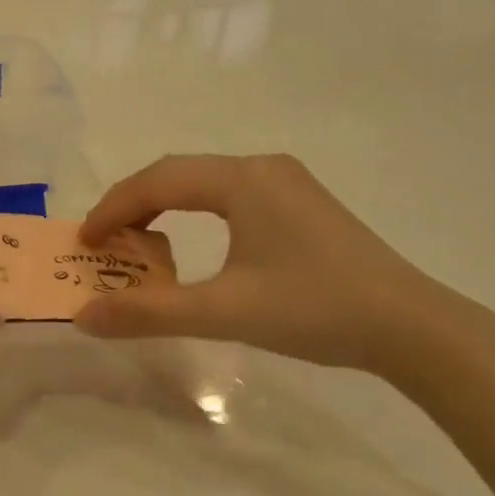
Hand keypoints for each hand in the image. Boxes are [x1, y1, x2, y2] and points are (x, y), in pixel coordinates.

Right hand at [73, 154, 450, 373]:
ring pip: (205, 184)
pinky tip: (195, 246)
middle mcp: (263, 168)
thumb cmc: (314, 309)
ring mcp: (287, 184)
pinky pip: (231, 197)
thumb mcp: (224, 312)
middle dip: (134, 205)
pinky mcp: (302, 205)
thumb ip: (150, 313)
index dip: (113, 208)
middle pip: (179, 174)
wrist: (410, 326)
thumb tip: (84, 318)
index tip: (83, 243)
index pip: (158, 180)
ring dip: (165, 208)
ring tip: (140, 245)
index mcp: (243, 180)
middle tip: (104, 243)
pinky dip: (196, 215)